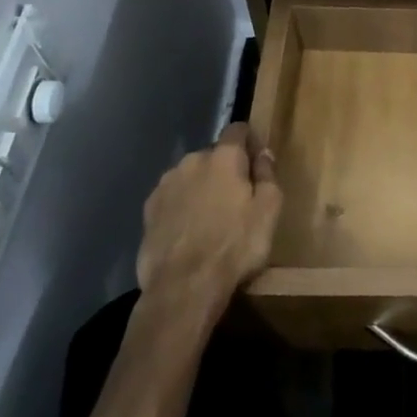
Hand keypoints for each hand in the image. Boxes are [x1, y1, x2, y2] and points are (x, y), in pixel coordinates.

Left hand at [136, 123, 281, 318]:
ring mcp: (165, 185)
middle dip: (225, 169)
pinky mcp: (148, 210)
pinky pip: (172, 198)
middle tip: (237, 198)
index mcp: (223, 157)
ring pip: (190, 176)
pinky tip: (189, 231)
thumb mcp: (268, 211)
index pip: (237, 129)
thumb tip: (263, 154)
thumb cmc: (235, 246)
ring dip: (201, 187)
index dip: (249, 140)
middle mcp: (191, 161)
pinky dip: (182, 206)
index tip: (257, 161)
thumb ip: (267, 175)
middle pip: (213, 155)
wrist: (183, 287)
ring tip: (210, 218)